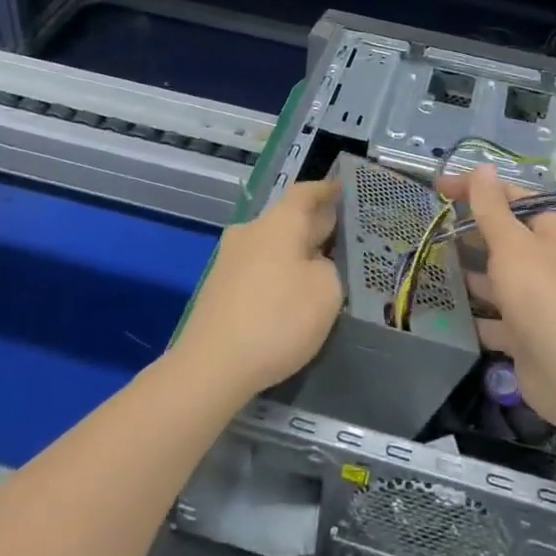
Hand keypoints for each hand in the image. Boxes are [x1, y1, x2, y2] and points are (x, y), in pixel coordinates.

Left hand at [176, 180, 342, 398]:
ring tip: (321, 269)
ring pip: (272, 245)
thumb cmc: (277, 318)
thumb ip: (329, 268)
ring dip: (295, 252)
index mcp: (279, 223)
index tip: (343, 189)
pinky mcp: (219, 288)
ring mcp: (230, 260)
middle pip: (288, 219)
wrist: (212, 366)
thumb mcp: (327, 292)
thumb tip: (315, 264)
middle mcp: (251, 231)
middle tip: (342, 235)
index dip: (327, 190)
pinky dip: (278, 274)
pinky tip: (291, 296)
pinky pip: (258, 269)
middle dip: (314, 225)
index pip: (306, 193)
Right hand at [438, 164, 555, 424]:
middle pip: (506, 236)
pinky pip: (497, 316)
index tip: (437, 188)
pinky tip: (444, 309)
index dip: (474, 189)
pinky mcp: (529, 332)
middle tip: (429, 226)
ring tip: (429, 263)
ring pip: (499, 277)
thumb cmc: (542, 294)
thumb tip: (484, 167)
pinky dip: (475, 313)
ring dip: (469, 272)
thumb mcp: (511, 243)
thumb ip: (491, 207)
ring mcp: (541, 297)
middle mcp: (551, 258)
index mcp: (555, 228)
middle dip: (470, 232)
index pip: (511, 196)